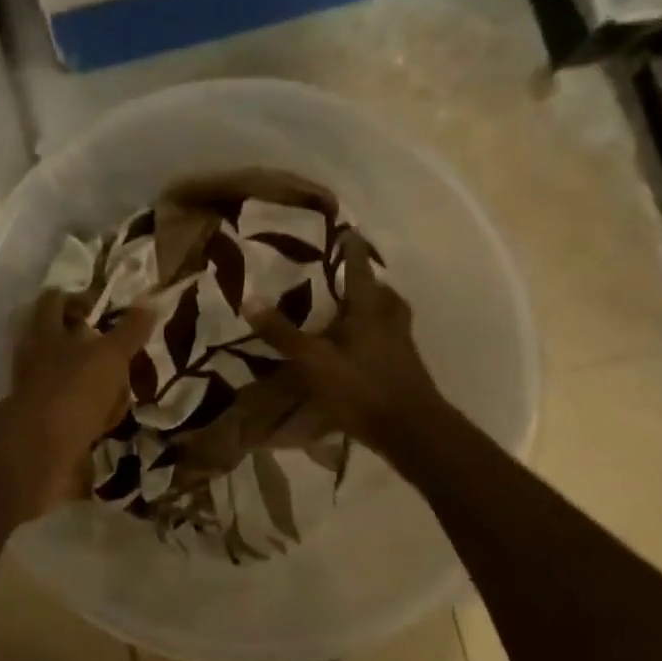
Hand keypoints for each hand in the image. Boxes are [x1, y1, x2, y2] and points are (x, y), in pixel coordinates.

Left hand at [0, 291, 156, 517]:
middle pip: (64, 342)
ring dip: (97, 383)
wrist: (40, 454)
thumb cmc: (74, 390)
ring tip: (123, 389)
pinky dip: (93, 416)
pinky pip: (75, 413)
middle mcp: (36, 359)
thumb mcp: (110, 355)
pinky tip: (112, 421)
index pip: (55, 301)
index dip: (78, 299)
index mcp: (45, 333)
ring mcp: (38, 393)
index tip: (103, 310)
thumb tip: (150, 301)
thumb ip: (129, 330)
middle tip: (120, 353)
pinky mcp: (46, 425)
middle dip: (94, 347)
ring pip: (72, 378)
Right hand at [246, 231, 446, 460]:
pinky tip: (356, 348)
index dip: (351, 248)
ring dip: (373, 308)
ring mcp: (401, 344)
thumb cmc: (362, 387)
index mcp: (369, 309)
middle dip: (366, 282)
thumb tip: (250, 299)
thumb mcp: (314, 361)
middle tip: (345, 277)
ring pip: (388, 315)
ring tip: (349, 312)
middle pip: (381, 291)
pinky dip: (374, 335)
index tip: (345, 230)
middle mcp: (389, 319)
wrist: (411, 431)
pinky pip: (389, 338)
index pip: (359, 268)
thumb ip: (283, 333)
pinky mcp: (404, 366)